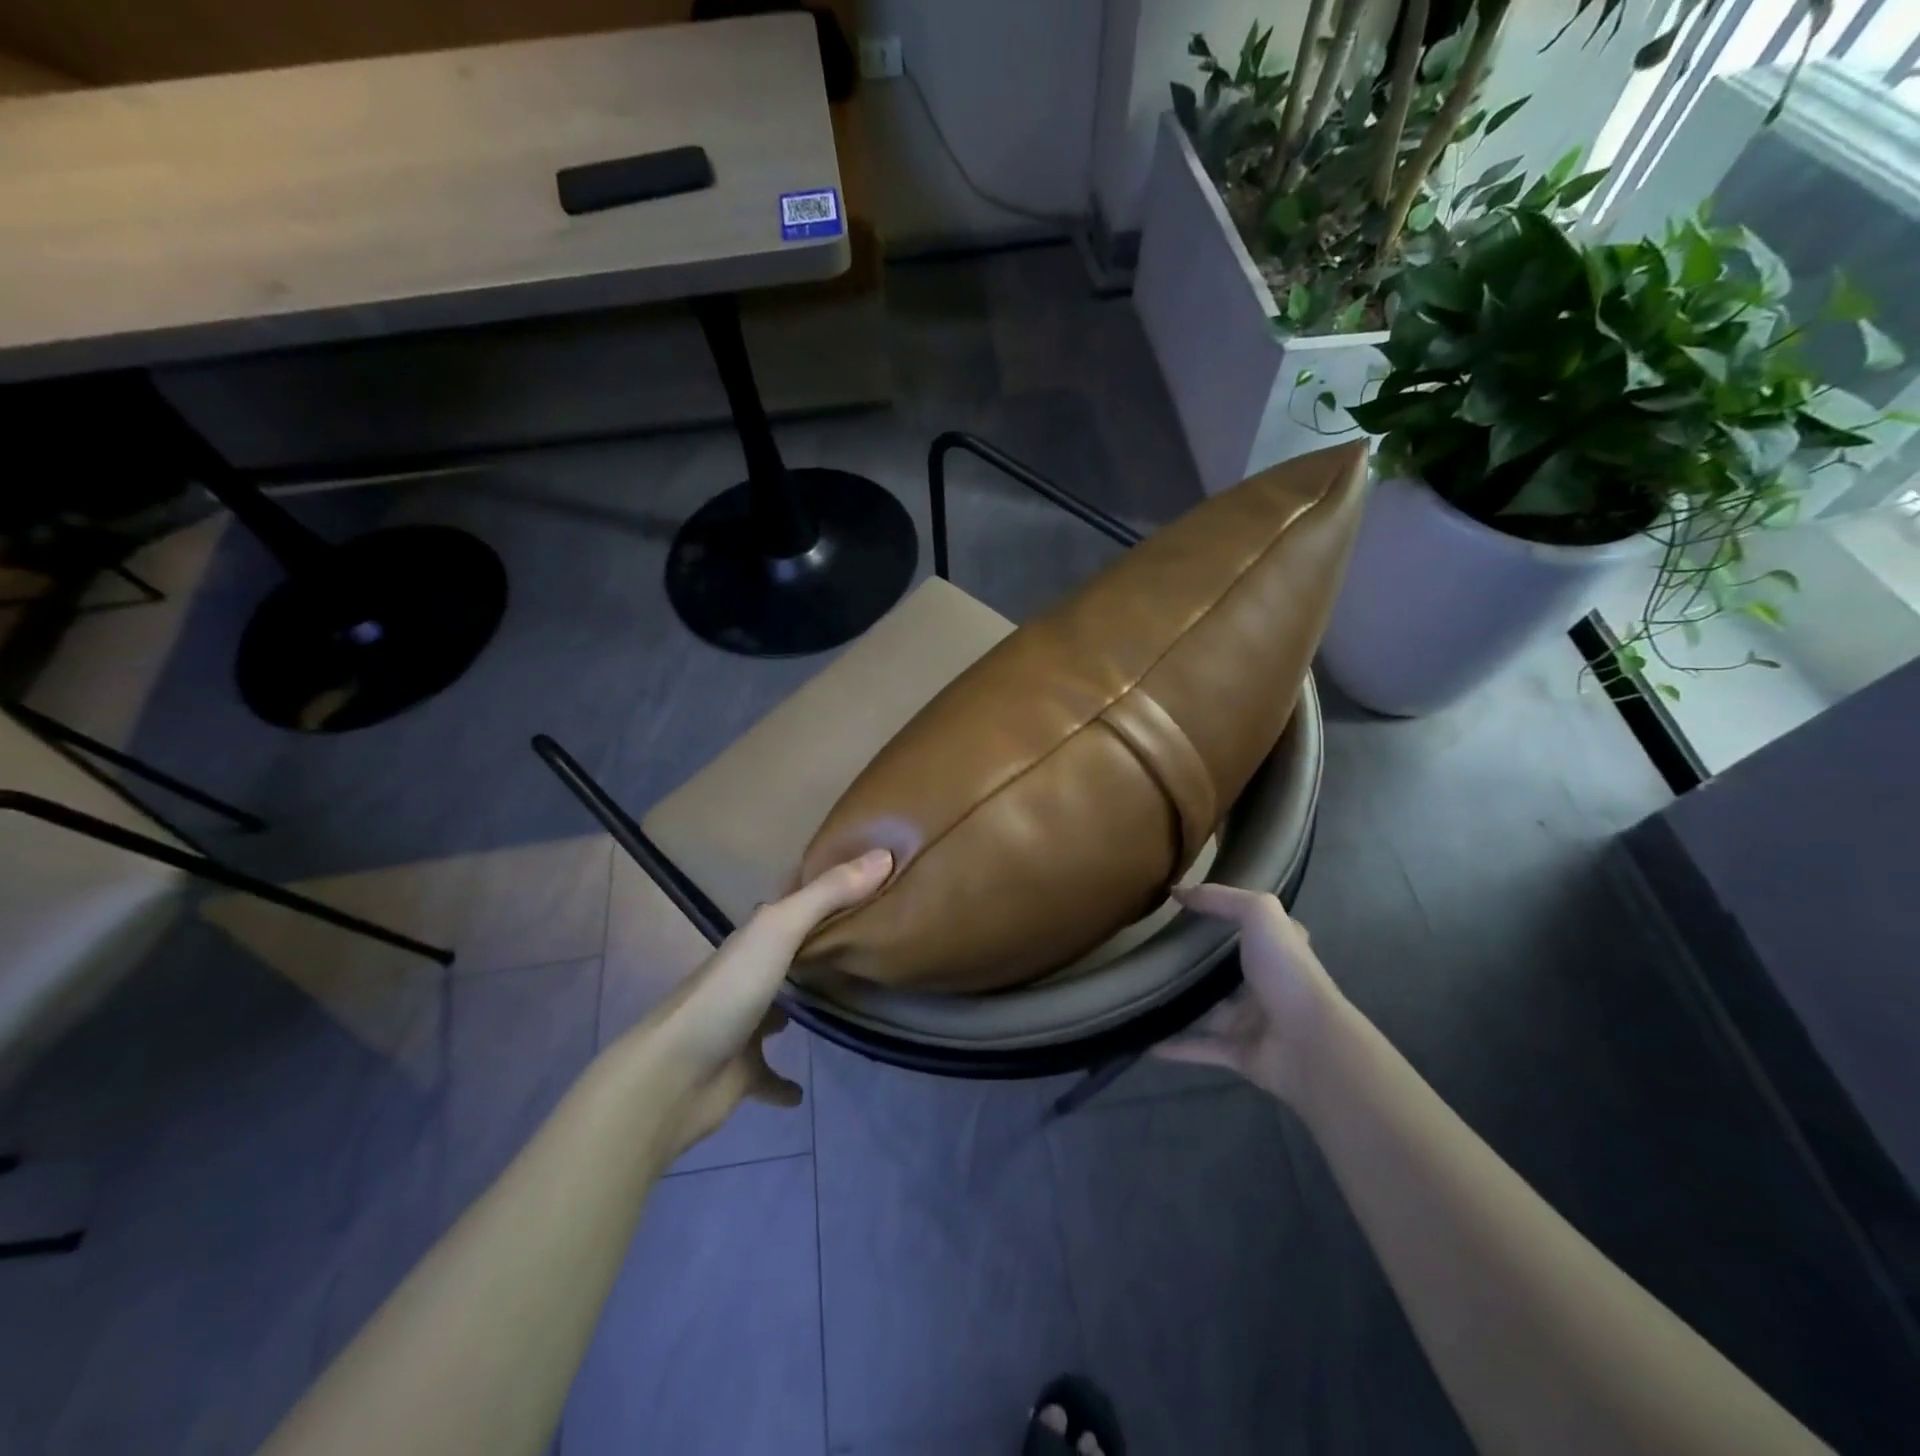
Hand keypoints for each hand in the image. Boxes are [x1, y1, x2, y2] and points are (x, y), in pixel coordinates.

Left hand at [619, 849, 892, 1159]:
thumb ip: (828, 894)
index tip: (864, 877)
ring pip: (777, 1010)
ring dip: (799, 1006)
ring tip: (846, 1001)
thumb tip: (884, 854)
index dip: (821, 887)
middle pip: (788, 954)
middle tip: (868, 938)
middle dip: (819, 945)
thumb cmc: (728, 993)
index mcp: (754, 939)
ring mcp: (742, 1026)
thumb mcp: (780, 930)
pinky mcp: (742, 1073)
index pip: (790, 903)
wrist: (672, 1077)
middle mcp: (747, 975)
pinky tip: (803, 1091)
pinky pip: (768, 1077)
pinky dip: (783, 1084)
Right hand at [1154, 883, 1342, 1106]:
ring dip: (1181, 1003)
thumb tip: (1177, 892)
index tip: (1187, 908)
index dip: (1226, 914)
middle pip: (1225, 969)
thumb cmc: (1286, 972)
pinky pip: (1200, 1046)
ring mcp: (1253, 1021)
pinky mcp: (1239, 1053)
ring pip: (1208, 1009)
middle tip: (1152, 949)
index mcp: (1277, 950)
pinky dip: (1174, 1046)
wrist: (1309, 1045)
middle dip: (1195, 961)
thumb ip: (1220, 899)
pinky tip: (1145, 1040)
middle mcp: (1267, 983)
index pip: (1252, 926)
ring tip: (1142, 992)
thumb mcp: (1259, 914)